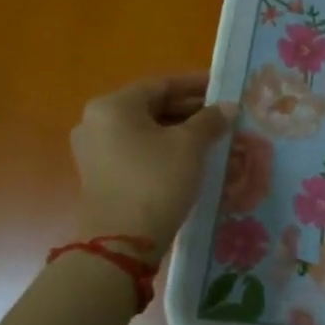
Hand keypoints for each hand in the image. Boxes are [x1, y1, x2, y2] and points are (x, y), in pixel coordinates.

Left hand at [72, 73, 235, 244]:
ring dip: (180, 130)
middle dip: (190, 110)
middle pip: (151, 106)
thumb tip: (229, 106)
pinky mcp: (101, 173)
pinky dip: (165, 147)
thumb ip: (210, 120)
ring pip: (146, 129)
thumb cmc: (156, 180)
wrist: (123, 239)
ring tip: (214, 136)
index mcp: (113, 106)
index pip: (161, 85)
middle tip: (223, 114)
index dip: (196, 85)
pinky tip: (193, 156)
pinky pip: (138, 149)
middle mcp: (97, 122)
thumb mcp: (190, 146)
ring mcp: (95, 149)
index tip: (223, 88)